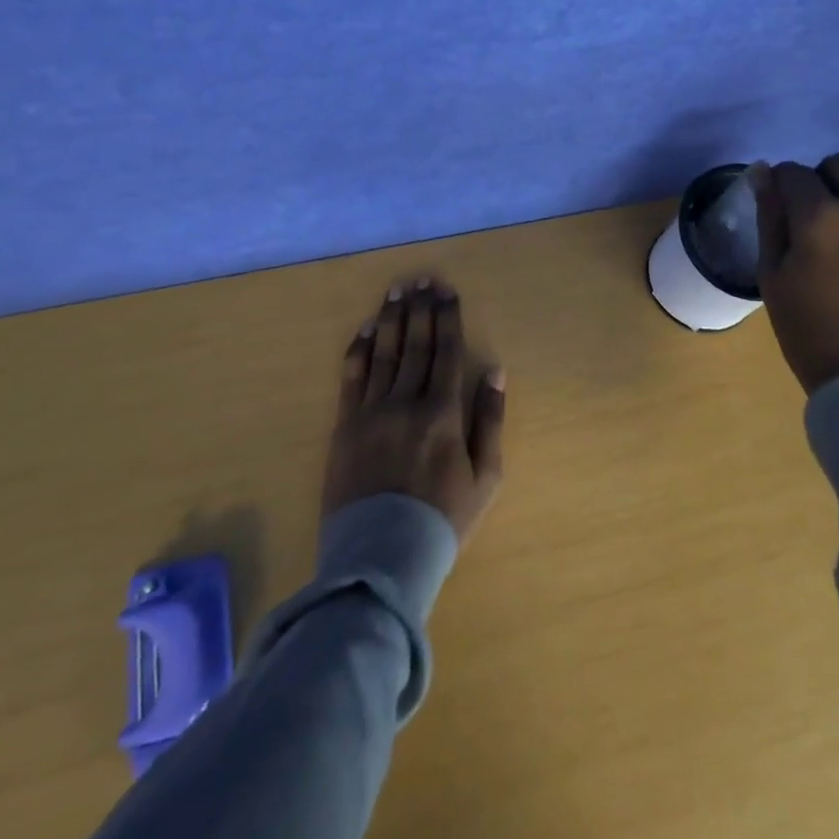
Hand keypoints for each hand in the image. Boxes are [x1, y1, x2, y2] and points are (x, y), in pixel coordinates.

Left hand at [323, 279, 505, 543]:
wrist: (382, 559)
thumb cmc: (443, 520)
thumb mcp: (486, 477)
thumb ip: (490, 420)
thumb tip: (495, 371)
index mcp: (443, 413)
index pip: (447, 351)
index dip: (447, 317)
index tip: (446, 290)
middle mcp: (406, 402)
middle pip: (415, 344)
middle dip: (420, 308)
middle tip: (421, 279)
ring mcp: (371, 412)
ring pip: (383, 353)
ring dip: (391, 319)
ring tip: (396, 291)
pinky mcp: (344, 426)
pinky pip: (351, 378)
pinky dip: (359, 350)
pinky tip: (366, 329)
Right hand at [751, 156, 838, 392]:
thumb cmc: (808, 329)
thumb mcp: (772, 274)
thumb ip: (770, 217)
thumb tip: (763, 173)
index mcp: (822, 215)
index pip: (793, 172)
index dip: (777, 185)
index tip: (773, 211)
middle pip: (835, 166)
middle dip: (815, 183)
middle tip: (803, 222)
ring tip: (831, 241)